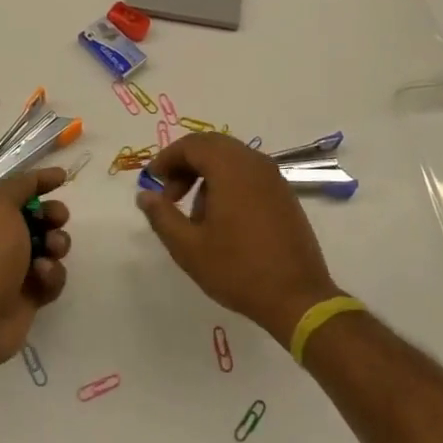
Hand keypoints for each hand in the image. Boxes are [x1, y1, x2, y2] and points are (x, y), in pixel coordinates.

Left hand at [0, 167, 70, 369]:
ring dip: (56, 245)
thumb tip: (39, 178)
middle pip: (36, 217)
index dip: (38, 181)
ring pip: (49, 247)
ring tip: (51, 251)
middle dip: (52, 215)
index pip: (14, 189)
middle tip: (58, 219)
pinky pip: (50, 277)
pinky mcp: (27, 294)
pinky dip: (50, 275)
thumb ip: (21, 185)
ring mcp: (11, 268)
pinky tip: (41, 278)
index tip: (63, 178)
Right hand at [136, 133, 340, 343]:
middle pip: (212, 146)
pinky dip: (228, 184)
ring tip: (194, 215)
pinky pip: (249, 174)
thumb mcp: (188, 247)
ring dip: (207, 175)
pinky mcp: (284, 195)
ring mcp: (274, 178)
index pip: (192, 145)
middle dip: (186, 165)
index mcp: (231, 168)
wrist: (297, 297)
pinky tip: (222, 220)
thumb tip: (145, 195)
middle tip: (170, 195)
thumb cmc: (238, 269)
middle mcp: (255, 164)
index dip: (167, 158)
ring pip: (232, 159)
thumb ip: (162, 216)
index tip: (152, 181)